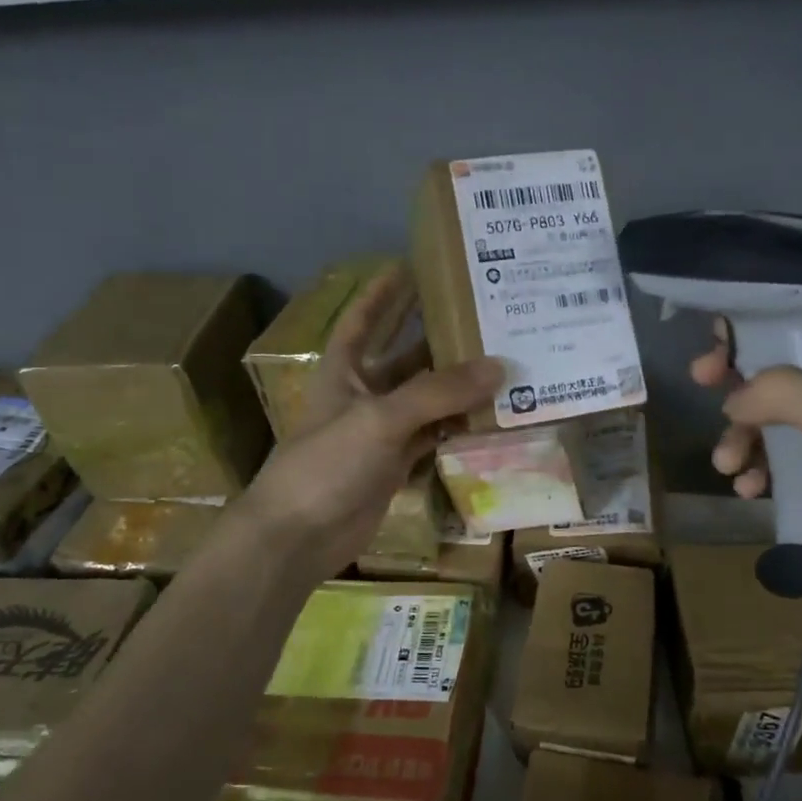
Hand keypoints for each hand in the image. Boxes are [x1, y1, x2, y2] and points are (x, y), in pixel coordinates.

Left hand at [240, 265, 501, 579]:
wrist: (298, 537)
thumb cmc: (327, 464)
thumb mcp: (380, 418)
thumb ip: (438, 392)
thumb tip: (499, 367)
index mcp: (344, 370)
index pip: (364, 318)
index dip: (385, 292)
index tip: (414, 263)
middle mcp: (363, 394)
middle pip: (405, 356)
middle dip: (436, 336)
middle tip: (480, 313)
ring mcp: (381, 432)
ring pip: (426, 399)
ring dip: (457, 385)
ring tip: (502, 360)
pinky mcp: (395, 464)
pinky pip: (434, 435)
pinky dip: (458, 426)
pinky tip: (492, 414)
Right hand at [691, 322, 801, 604]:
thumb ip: (779, 390)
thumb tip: (736, 399)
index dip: (757, 335)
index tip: (717, 354)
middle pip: (791, 375)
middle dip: (745, 391)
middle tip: (703, 391)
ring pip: (789, 422)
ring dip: (750, 439)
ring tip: (727, 467)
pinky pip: (800, 461)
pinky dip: (770, 470)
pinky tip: (750, 491)